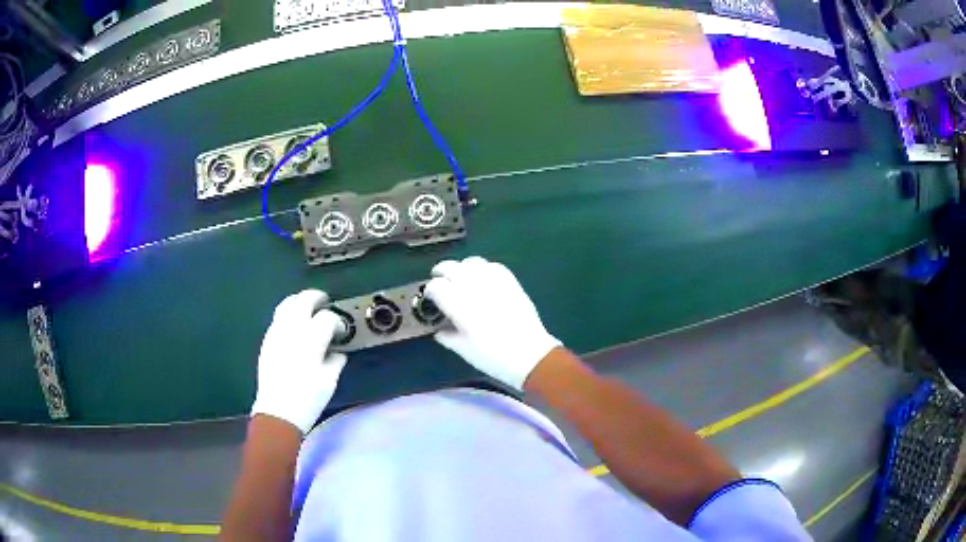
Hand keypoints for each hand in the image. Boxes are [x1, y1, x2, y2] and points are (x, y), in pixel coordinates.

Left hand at [251, 289, 347, 433]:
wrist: (278, 412)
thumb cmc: (308, 399)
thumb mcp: (329, 382)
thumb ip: (335, 361)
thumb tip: (337, 352)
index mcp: (311, 339)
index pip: (327, 317)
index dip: (337, 322)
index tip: (341, 332)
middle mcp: (292, 329)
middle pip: (304, 300)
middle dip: (317, 298)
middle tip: (325, 303)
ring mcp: (276, 333)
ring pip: (287, 304)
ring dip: (299, 301)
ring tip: (308, 308)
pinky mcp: (267, 340)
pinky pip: (278, 317)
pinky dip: (288, 314)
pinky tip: (294, 326)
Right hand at [425, 257, 560, 389]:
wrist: (529, 354)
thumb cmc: (492, 356)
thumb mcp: (463, 350)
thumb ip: (447, 336)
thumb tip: (439, 329)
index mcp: (458, 304)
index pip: (436, 286)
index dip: (430, 291)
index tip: (430, 298)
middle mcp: (473, 287)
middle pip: (450, 267)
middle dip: (441, 273)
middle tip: (440, 283)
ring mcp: (493, 281)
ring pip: (470, 262)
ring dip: (461, 268)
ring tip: (461, 279)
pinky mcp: (510, 281)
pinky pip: (492, 266)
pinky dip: (482, 268)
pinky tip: (482, 278)